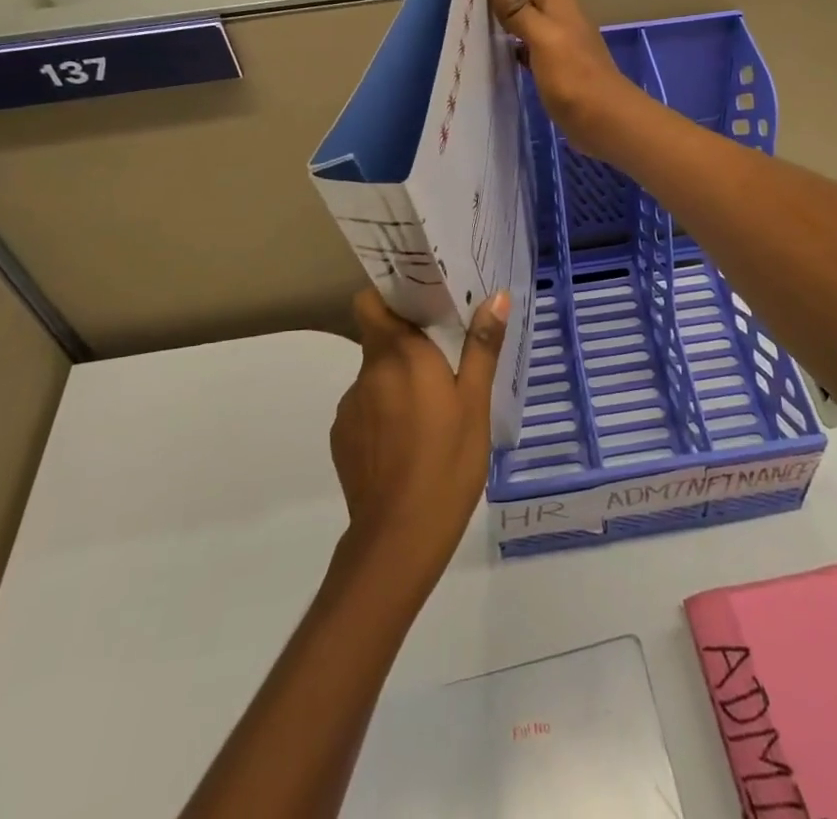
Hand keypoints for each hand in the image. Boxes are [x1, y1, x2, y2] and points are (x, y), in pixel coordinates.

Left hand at [330, 287, 509, 583]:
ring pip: (374, 375)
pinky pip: (365, 407)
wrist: (398, 539)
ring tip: (429, 410)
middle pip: (379, 338)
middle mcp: (368, 372)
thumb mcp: (475, 404)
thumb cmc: (447, 463)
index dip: (389, 296)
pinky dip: (383, 412)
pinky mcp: (341, 437)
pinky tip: (407, 442)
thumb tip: (495, 296)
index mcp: (401, 354)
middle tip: (443, 357)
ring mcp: (350, 406)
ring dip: (396, 380)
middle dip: (406, 342)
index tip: (418, 300)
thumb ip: (482, 346)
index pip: (371, 302)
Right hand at [487, 0, 645, 159]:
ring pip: (532, 23)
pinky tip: (499, 58)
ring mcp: (563, 44)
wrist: (605, 120)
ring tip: (475, 29)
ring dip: (509, 23)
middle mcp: (563, 18)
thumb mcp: (541, 37)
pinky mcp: (560, 69)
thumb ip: (519, 8)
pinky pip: (534, 49)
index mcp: (560, 4)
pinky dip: (517, 48)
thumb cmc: (572, 76)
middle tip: (468, 7)